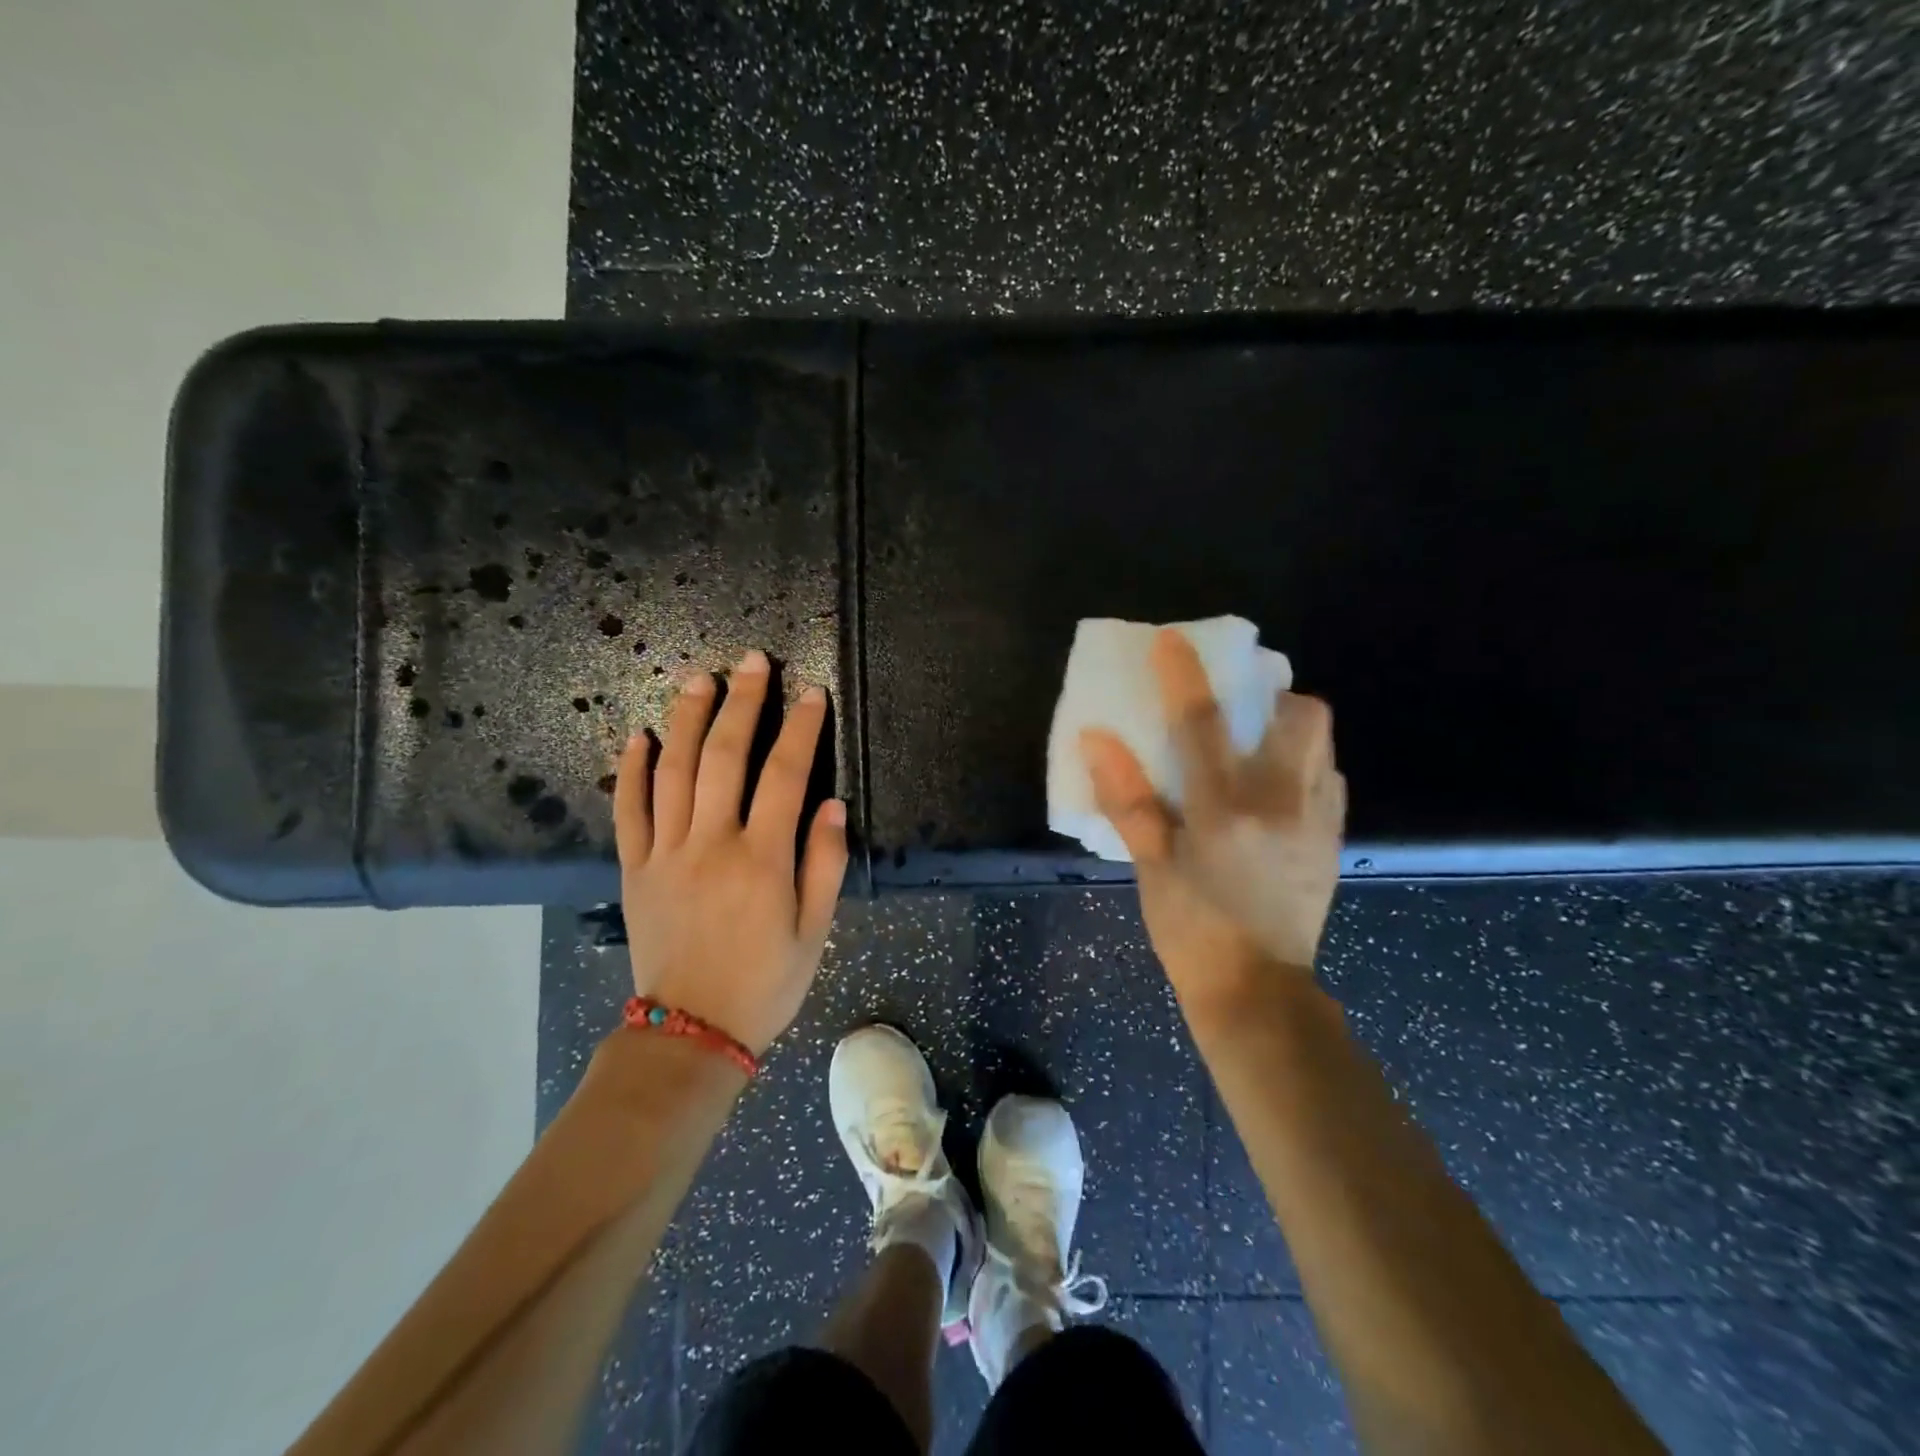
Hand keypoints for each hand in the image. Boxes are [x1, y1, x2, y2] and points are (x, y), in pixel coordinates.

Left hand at [614, 649, 848, 1054]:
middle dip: (741, 703)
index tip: (811, 694)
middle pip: (723, 757)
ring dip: (685, 719)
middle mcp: (711, 844)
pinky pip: (628, 810)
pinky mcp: (634, 869)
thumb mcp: (814, 931)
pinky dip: (630, 770)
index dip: (800, 729)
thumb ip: (824, 864)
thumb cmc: (765, 982)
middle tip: (752, 662)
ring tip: (699, 679)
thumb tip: (831, 804)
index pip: (785, 775)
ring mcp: (666, 854)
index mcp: (762, 860)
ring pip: (672, 771)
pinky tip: (637, 736)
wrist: (690, 1032)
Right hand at [1080, 629, 1344, 1022]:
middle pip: (1300, 715)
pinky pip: (1328, 778)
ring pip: (1323, 742)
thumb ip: (1127, 798)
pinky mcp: (1333, 840)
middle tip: (1237, 706)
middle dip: (1270, 693)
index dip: (1183, 675)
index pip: (1203, 723)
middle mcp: (1282, 803)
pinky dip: (1304, 764)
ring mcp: (1317, 821)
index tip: (1171, 639)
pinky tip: (1274, 789)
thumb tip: (1095, 740)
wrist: (1258, 992)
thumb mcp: (1151, 867)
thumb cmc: (1192, 931)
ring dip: (1290, 726)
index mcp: (1226, 809)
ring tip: (1255, 743)